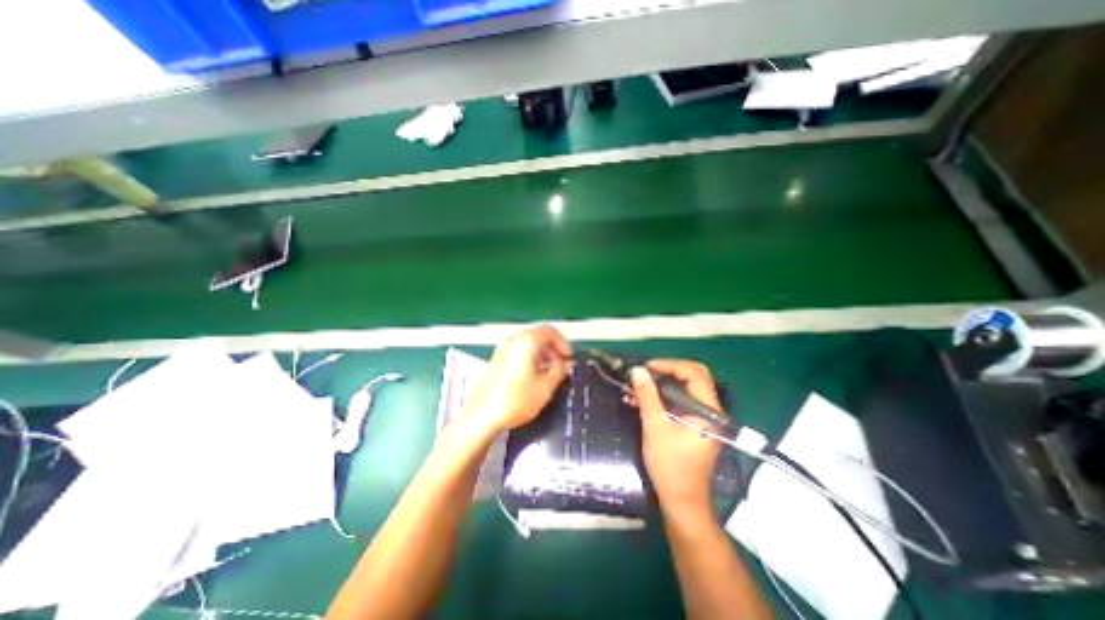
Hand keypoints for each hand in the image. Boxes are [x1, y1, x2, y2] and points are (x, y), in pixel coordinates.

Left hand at [462, 328, 572, 432]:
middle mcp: (512, 341)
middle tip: (561, 366)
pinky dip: (530, 359)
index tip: (568, 358)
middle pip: (538, 336)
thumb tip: (566, 364)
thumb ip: (560, 371)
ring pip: (527, 344)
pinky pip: (518, 352)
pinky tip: (533, 377)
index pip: (550, 331)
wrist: (482, 416)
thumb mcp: (545, 387)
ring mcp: (502, 350)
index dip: (563, 343)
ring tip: (548, 373)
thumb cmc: (515, 400)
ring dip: (542, 354)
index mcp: (526, 342)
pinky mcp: (496, 360)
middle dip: (553, 349)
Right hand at [630, 361, 727, 519]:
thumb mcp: (655, 427)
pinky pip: (679, 402)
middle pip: (693, 377)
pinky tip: (641, 400)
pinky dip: (662, 397)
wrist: (681, 501)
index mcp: (708, 410)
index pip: (694, 374)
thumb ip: (647, 396)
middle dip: (667, 371)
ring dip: (661, 385)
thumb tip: (637, 370)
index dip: (669, 365)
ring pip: (685, 389)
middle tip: (645, 372)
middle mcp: (710, 410)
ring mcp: (703, 418)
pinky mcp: (694, 425)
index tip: (647, 367)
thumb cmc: (670, 465)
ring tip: (638, 386)